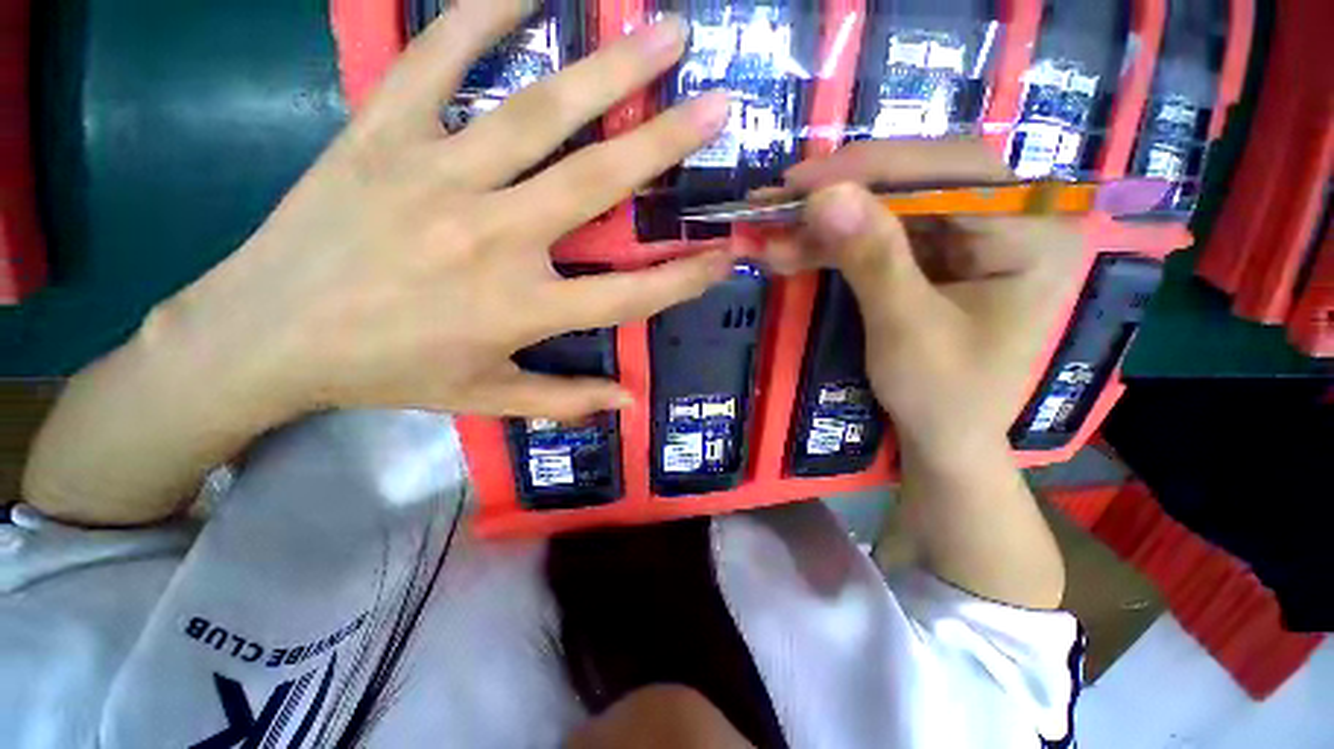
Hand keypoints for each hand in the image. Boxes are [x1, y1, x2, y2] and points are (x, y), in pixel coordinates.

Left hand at [148, 1, 731, 422]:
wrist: (266, 336)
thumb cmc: (387, 373)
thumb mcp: (485, 398)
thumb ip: (565, 399)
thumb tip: (627, 401)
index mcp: (522, 309)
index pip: (630, 294)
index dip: (684, 277)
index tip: (725, 255)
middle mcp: (494, 238)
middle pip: (599, 183)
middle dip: (666, 143)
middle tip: (719, 103)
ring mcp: (438, 175)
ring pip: (540, 112)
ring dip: (609, 68)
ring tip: (665, 32)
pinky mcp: (382, 133)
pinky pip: (438, 58)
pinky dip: (483, 12)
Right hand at [766, 140, 1084, 464]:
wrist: (945, 439)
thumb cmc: (944, 396)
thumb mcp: (906, 328)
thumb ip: (871, 258)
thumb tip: (823, 195)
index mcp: (1031, 233)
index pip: (950, 171)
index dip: (871, 168)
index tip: (801, 181)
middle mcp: (1006, 221)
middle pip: (915, 182)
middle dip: (840, 193)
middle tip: (779, 201)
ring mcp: (966, 239)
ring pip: (887, 210)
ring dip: (825, 223)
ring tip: (771, 232)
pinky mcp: (932, 258)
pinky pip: (877, 238)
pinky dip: (831, 245)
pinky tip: (792, 252)